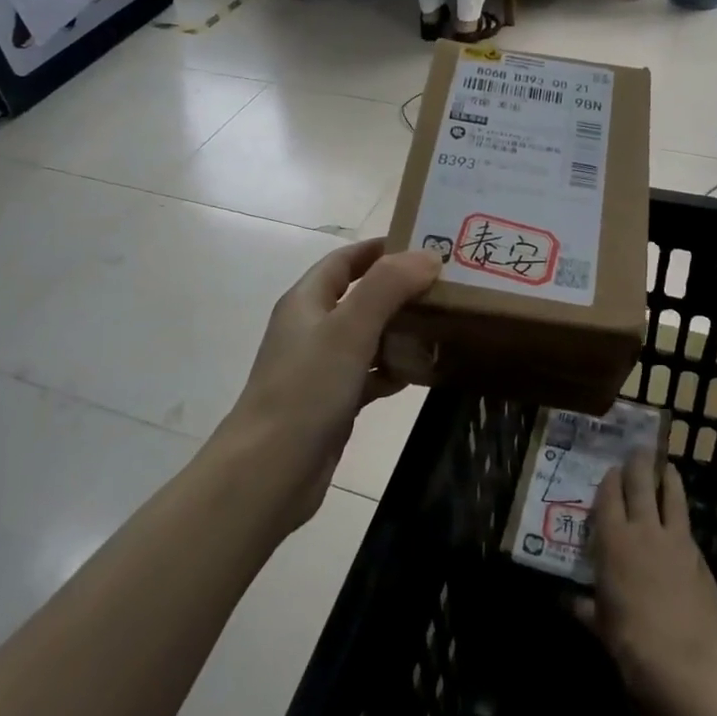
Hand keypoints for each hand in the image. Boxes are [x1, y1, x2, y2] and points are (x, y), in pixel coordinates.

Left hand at [216, 239, 440, 531]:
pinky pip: (368, 374)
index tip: (424, 243)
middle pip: (360, 296)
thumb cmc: (306, 390)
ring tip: (444, 324)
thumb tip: (428, 255)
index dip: (380, 248)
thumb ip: (388, 287)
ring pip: (367, 336)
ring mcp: (321, 367)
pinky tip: (422, 372)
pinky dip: (393, 369)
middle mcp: (312, 328)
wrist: (269, 472)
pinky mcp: (332, 402)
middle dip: (399, 289)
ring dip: (400, 329)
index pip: (345, 260)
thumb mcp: (349, 329)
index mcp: (307, 301)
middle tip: (447, 286)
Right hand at [576, 448, 716, 715]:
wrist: (684, 665)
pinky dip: (682, 515)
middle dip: (639, 464)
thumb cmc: (630, 643)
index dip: (610, 479)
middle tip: (639, 450)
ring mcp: (675, 540)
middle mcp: (643, 530)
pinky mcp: (699, 556)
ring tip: (667, 466)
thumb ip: (585, 607)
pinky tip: (681, 518)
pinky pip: (687, 526)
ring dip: (668, 477)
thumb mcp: (599, 625)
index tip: (611, 469)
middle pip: (641, 483)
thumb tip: (569, 601)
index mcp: (612, 541)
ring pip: (672, 495)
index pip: (609, 496)